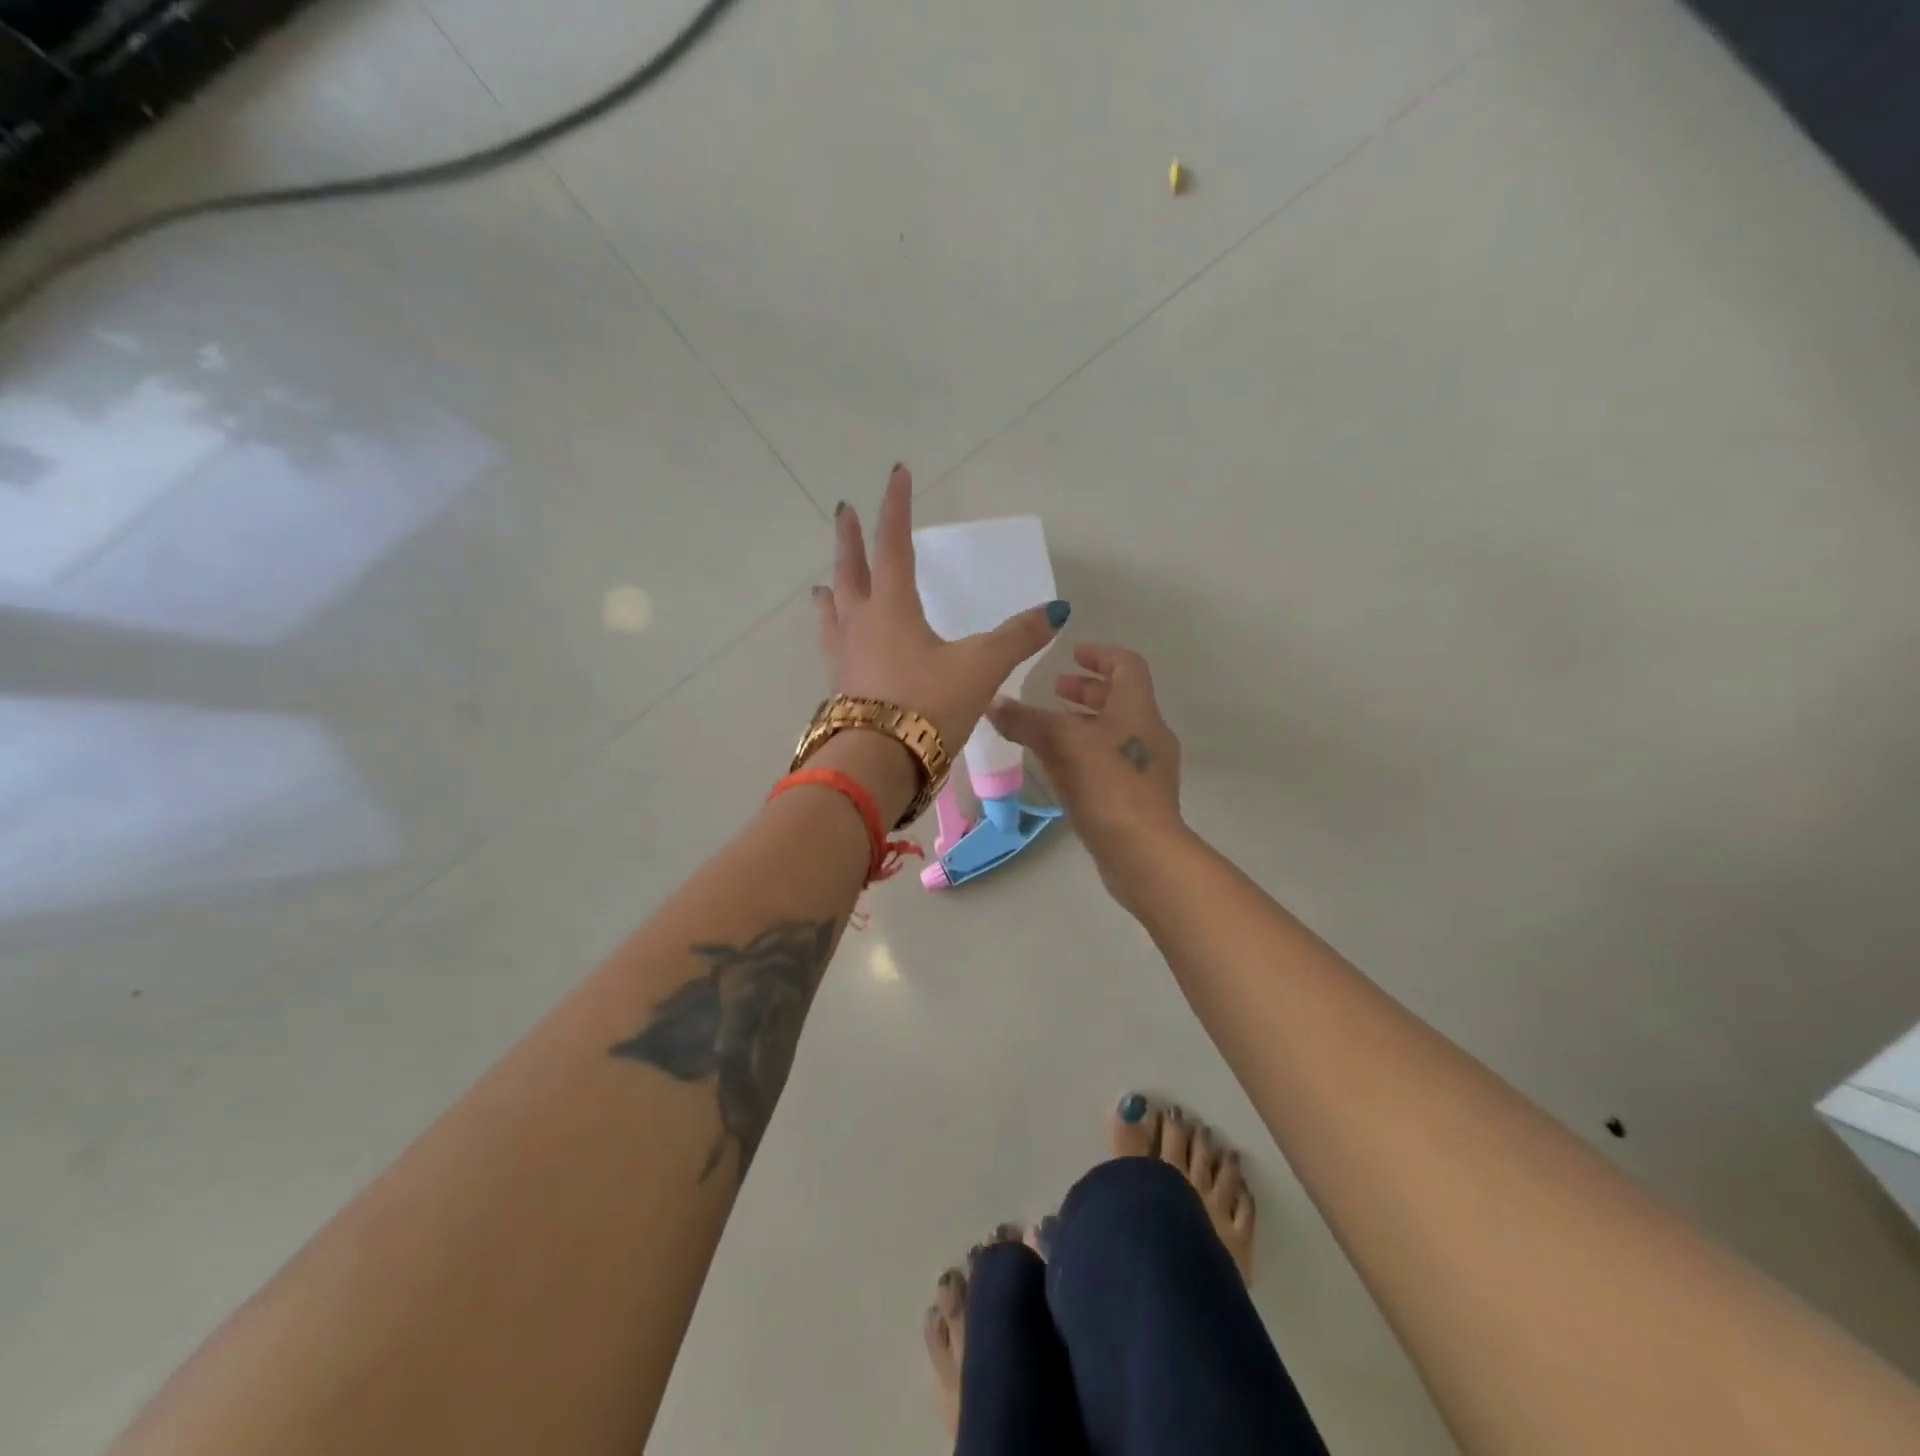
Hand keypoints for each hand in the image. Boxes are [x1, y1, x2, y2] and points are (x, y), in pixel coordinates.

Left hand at [814, 465, 1068, 812]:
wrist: (879, 764)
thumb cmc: (929, 705)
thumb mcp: (981, 667)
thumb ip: (1018, 637)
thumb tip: (1057, 611)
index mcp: (890, 607)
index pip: (892, 543)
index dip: (895, 506)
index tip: (897, 473)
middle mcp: (859, 622)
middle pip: (849, 569)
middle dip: (849, 538)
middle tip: (844, 511)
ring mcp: (843, 655)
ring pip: (832, 609)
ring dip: (832, 587)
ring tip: (827, 581)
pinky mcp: (840, 686)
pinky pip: (831, 644)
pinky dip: (833, 630)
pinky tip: (839, 643)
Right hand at [988, 645, 1184, 885]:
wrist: (1143, 851)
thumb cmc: (1107, 784)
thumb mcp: (1061, 743)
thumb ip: (1025, 720)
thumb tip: (992, 703)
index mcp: (1138, 709)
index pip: (1126, 665)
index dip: (1099, 654)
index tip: (1070, 655)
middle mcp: (1148, 733)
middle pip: (1120, 698)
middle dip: (1086, 691)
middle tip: (1053, 692)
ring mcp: (1147, 768)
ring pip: (1114, 732)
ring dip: (1084, 723)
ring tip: (1049, 729)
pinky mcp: (1139, 798)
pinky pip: (1111, 761)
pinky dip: (1087, 753)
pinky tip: (1060, 769)